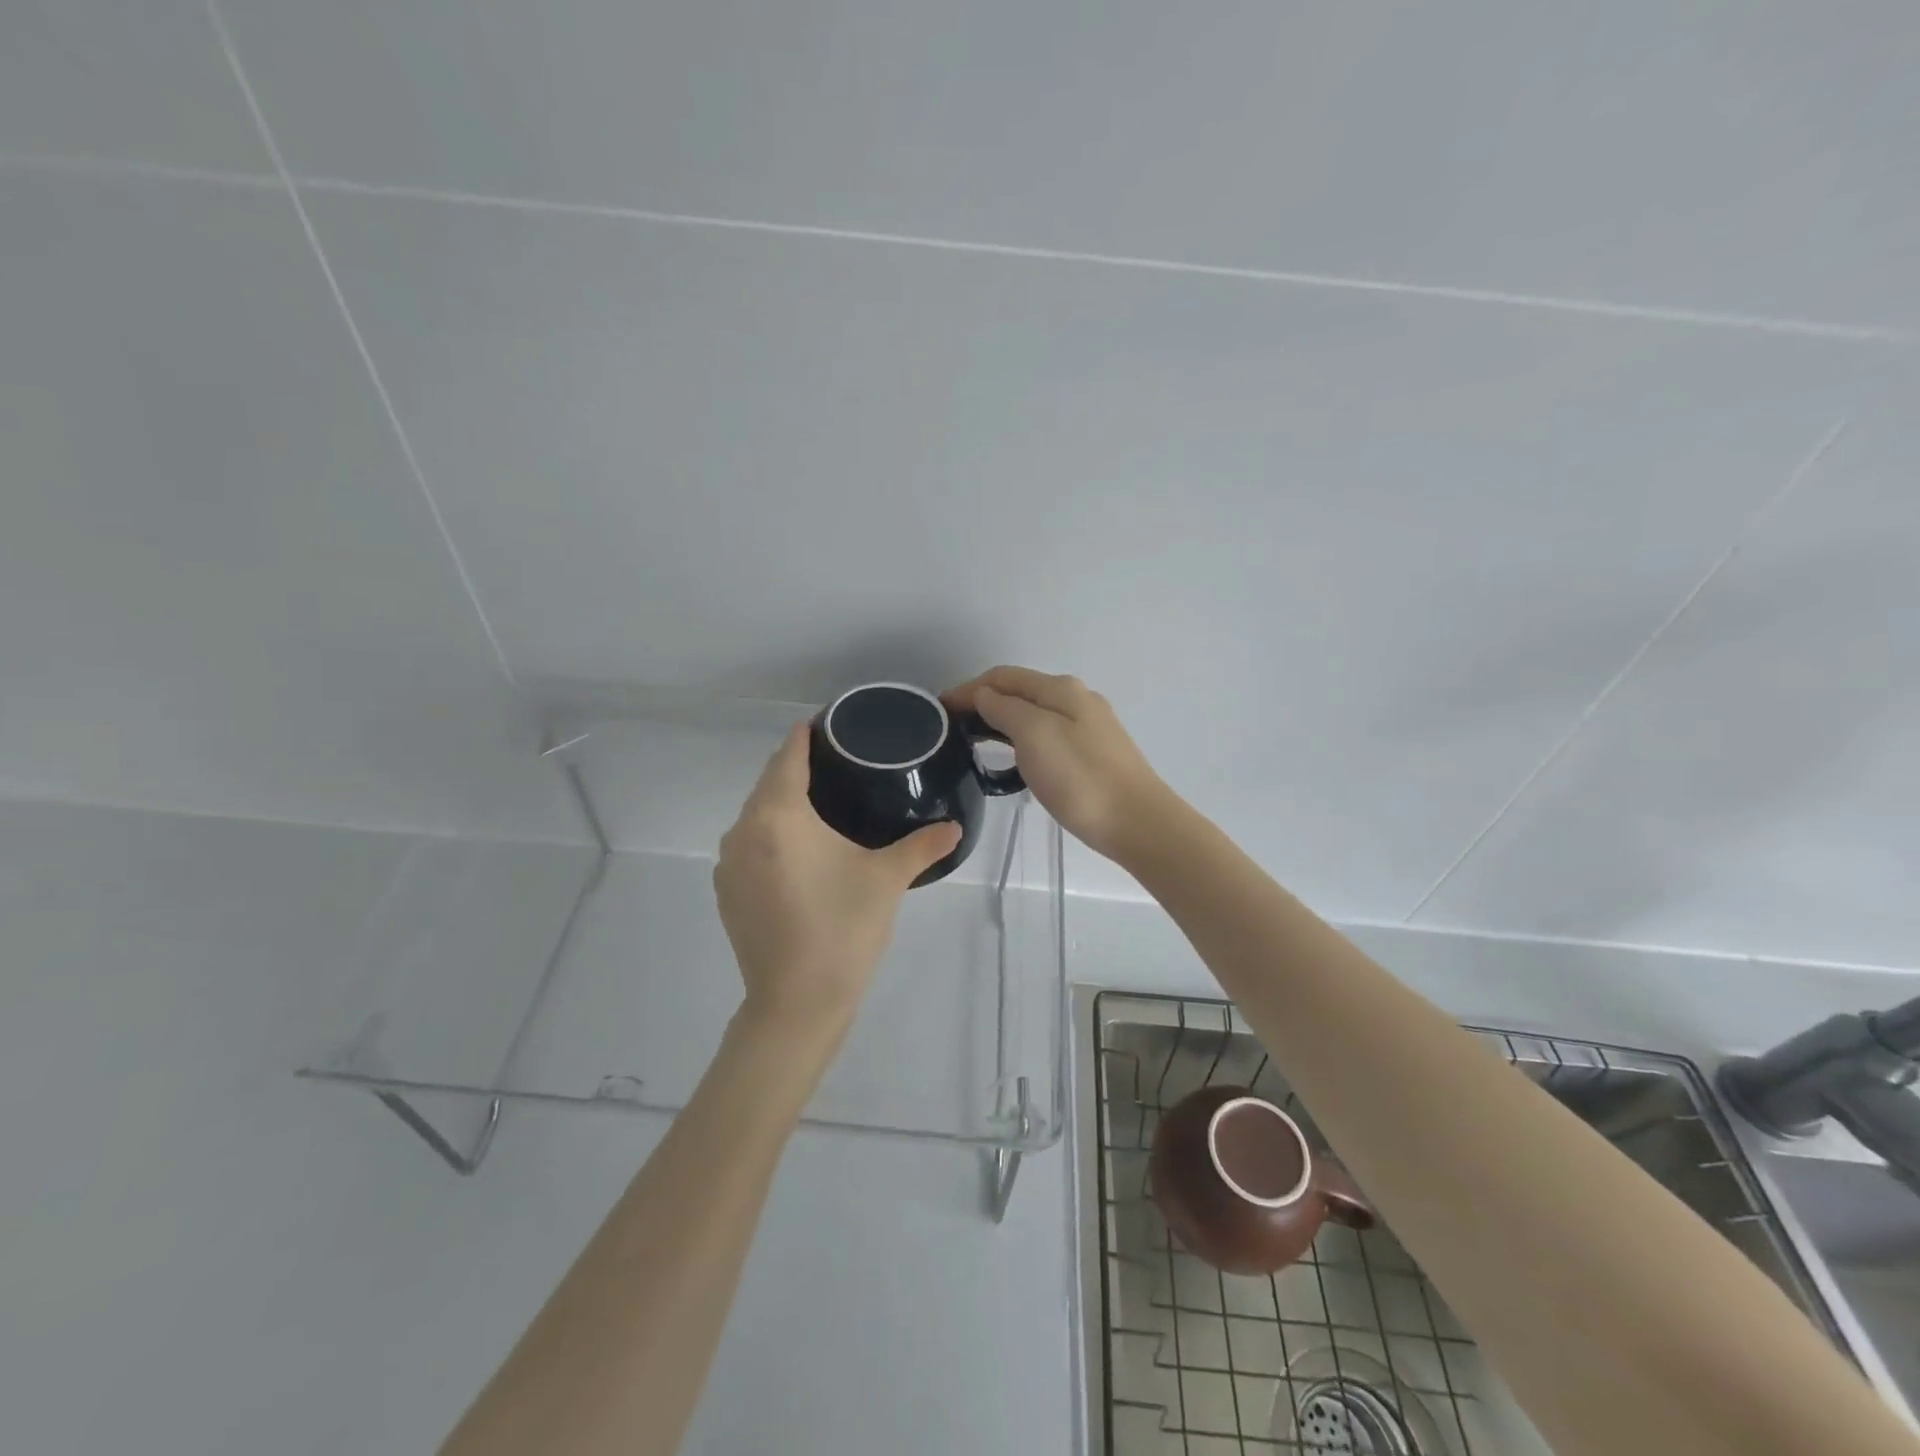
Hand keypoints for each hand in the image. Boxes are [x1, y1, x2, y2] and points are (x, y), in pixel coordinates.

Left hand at [714, 722, 961, 1038]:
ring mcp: (729, 864)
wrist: (796, 1003)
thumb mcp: (887, 879)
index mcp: (778, 816)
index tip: (831, 725)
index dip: (807, 735)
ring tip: (822, 804)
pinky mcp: (727, 892)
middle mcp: (743, 830)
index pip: (788, 756)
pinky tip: (798, 851)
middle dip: (797, 767)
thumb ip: (922, 845)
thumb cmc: (843, 929)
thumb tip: (955, 827)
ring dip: (782, 803)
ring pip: (755, 815)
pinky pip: (748, 844)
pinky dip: (770, 835)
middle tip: (838, 763)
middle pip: (769, 782)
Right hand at [944, 666, 1171, 861]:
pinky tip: (1011, 758)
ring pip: (1031, 713)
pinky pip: (1044, 734)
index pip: (1002, 677)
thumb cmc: (1080, 778)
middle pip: (1018, 691)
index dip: (968, 689)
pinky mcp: (1092, 752)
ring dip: (999, 720)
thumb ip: (1005, 709)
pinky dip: (1018, 738)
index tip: (938, 710)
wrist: (1137, 822)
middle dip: (981, 702)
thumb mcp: (1034, 735)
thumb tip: (983, 695)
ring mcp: (1087, 725)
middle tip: (950, 729)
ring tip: (971, 742)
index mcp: (1060, 689)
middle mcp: (1075, 698)